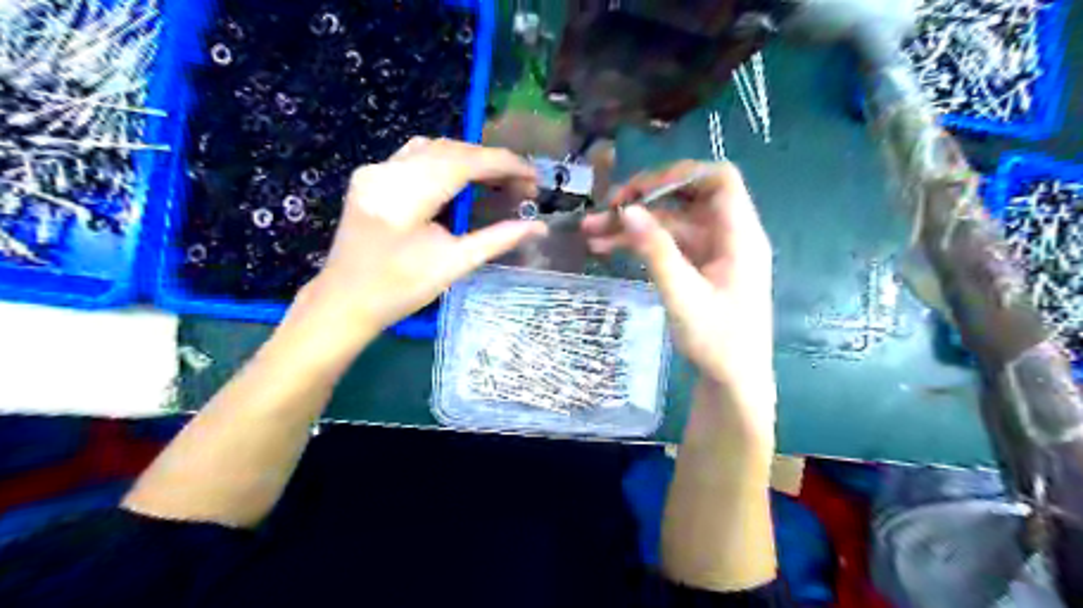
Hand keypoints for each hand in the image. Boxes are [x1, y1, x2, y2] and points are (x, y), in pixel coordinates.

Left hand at [286, 135, 546, 349]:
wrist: (344, 301)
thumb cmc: (400, 289)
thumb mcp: (455, 264)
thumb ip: (499, 239)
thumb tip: (538, 227)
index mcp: (409, 193)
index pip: (467, 161)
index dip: (505, 164)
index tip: (534, 177)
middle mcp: (389, 170)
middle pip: (451, 150)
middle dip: (491, 162)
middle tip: (521, 186)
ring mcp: (376, 170)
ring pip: (433, 148)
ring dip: (470, 159)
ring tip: (497, 181)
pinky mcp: (371, 177)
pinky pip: (415, 156)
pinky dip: (446, 162)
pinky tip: (460, 179)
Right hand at [585, 161, 778, 444]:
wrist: (733, 382)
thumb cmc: (718, 342)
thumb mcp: (683, 296)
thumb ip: (656, 251)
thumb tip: (628, 210)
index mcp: (739, 235)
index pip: (719, 179)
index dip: (680, 174)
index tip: (640, 190)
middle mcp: (727, 235)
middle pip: (686, 199)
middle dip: (644, 201)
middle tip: (604, 210)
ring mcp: (711, 252)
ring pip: (670, 223)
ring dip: (634, 225)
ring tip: (591, 232)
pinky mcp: (698, 267)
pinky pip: (668, 245)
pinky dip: (640, 244)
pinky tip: (607, 248)